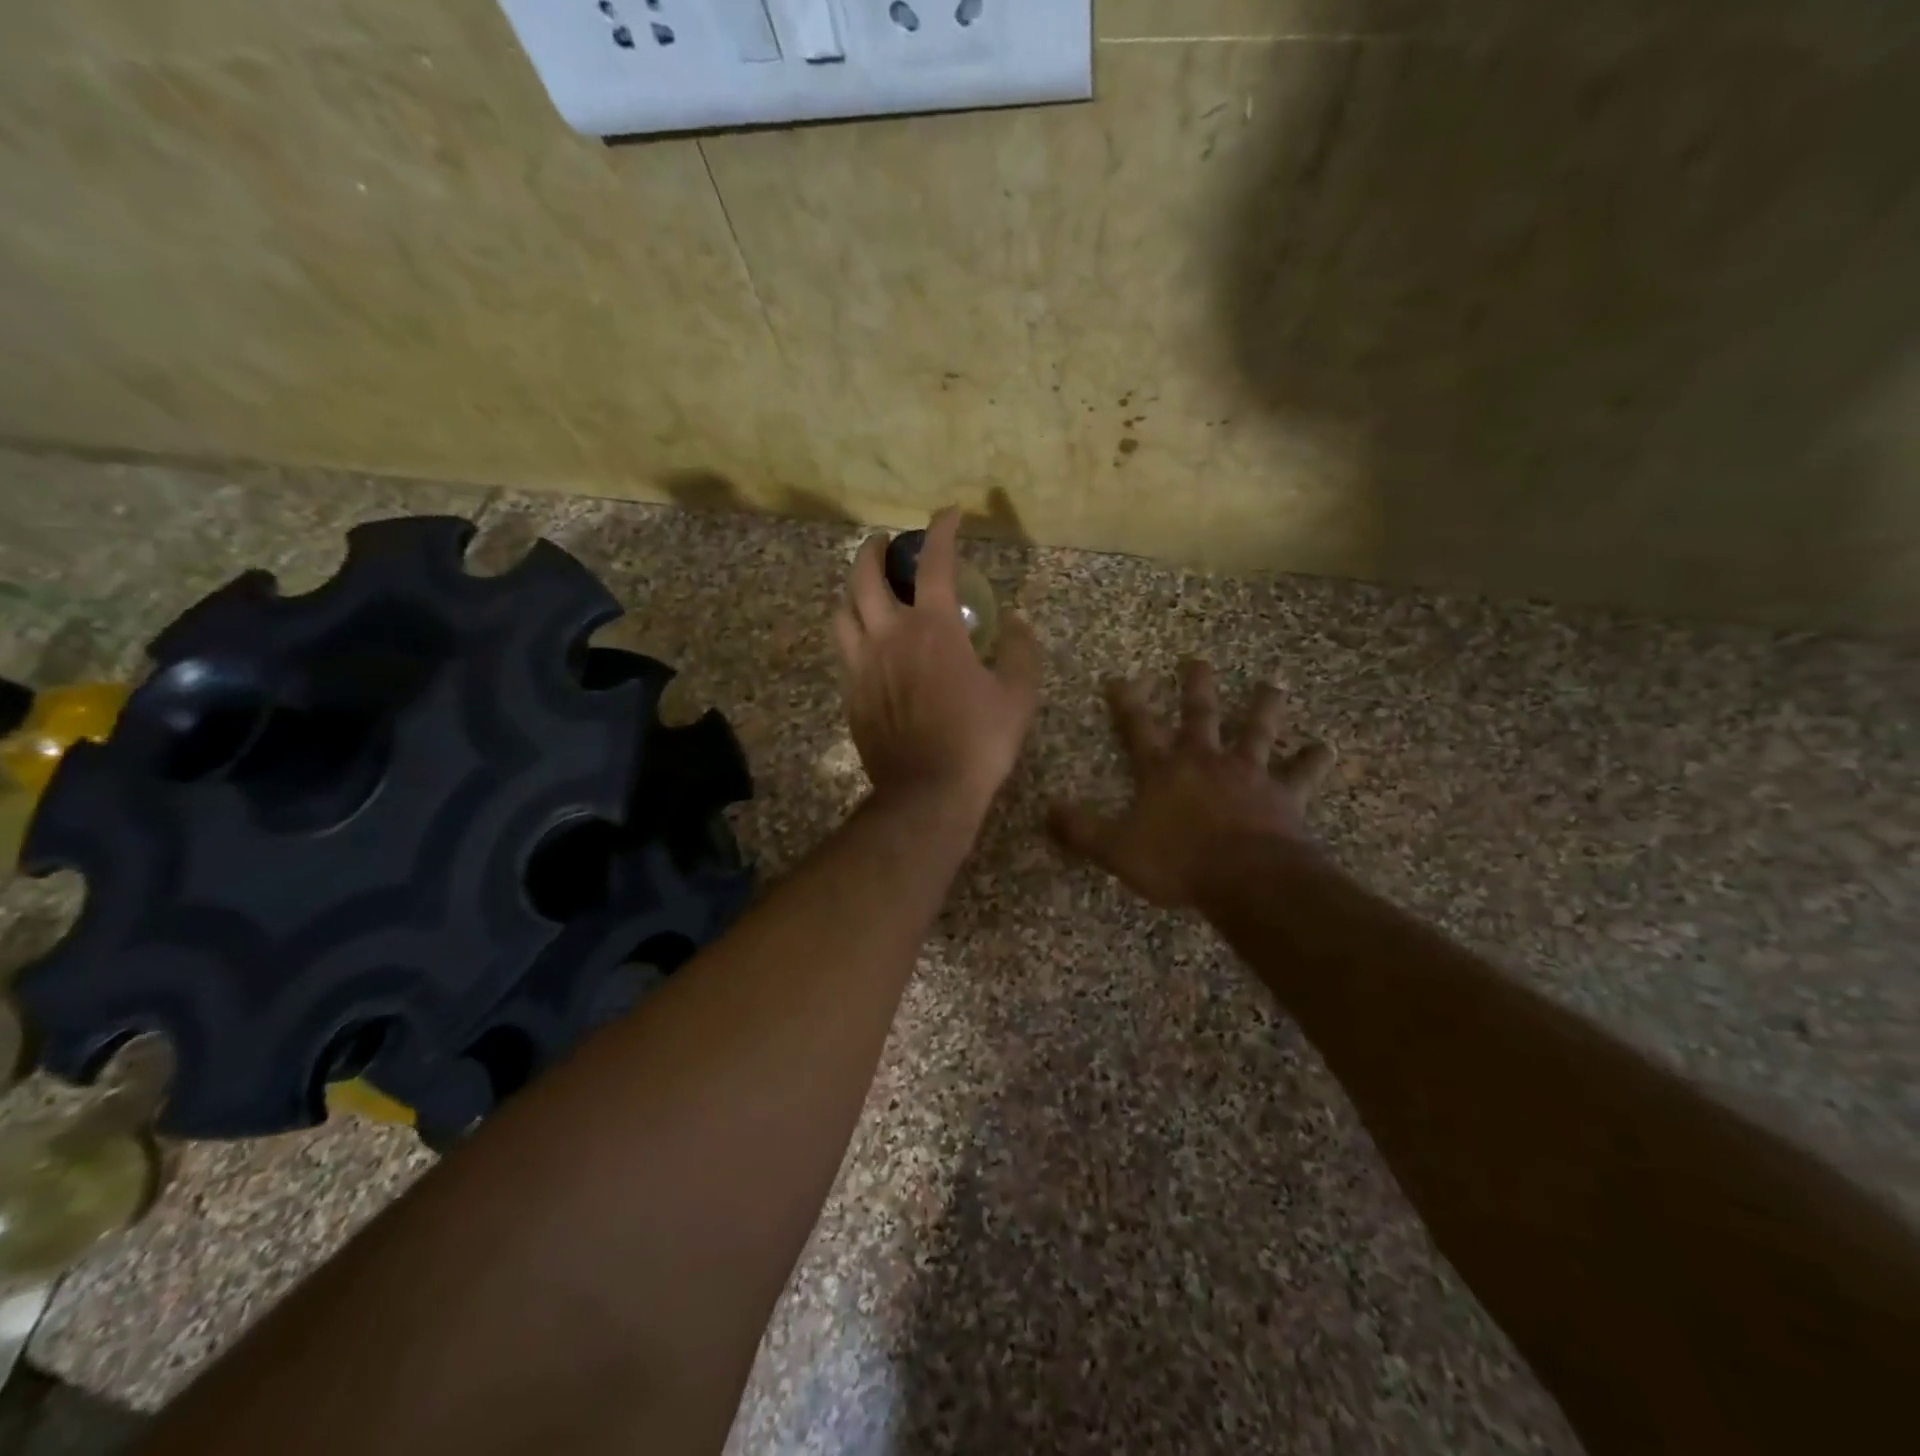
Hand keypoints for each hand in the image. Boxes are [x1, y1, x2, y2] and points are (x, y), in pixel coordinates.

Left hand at [833, 509, 1041, 817]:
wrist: (927, 793)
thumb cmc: (978, 742)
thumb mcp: (1018, 696)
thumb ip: (1022, 652)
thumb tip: (1017, 623)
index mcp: (934, 629)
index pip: (934, 563)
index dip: (942, 530)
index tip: (949, 514)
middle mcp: (889, 636)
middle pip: (865, 576)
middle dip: (874, 549)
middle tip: (886, 544)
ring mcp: (863, 665)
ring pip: (843, 610)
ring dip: (854, 590)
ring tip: (868, 591)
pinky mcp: (851, 693)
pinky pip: (843, 649)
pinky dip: (853, 632)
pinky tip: (867, 641)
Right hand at [1049, 660, 1335, 907]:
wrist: (1246, 878)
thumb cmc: (1177, 862)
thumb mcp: (1116, 849)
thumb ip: (1080, 830)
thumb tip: (1046, 810)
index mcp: (1163, 770)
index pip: (1138, 727)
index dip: (1126, 702)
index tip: (1118, 677)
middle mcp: (1205, 761)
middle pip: (1200, 714)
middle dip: (1196, 686)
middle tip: (1197, 659)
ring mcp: (1248, 774)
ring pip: (1256, 731)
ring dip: (1263, 707)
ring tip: (1272, 684)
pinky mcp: (1283, 795)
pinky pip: (1301, 773)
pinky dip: (1313, 760)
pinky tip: (1325, 747)